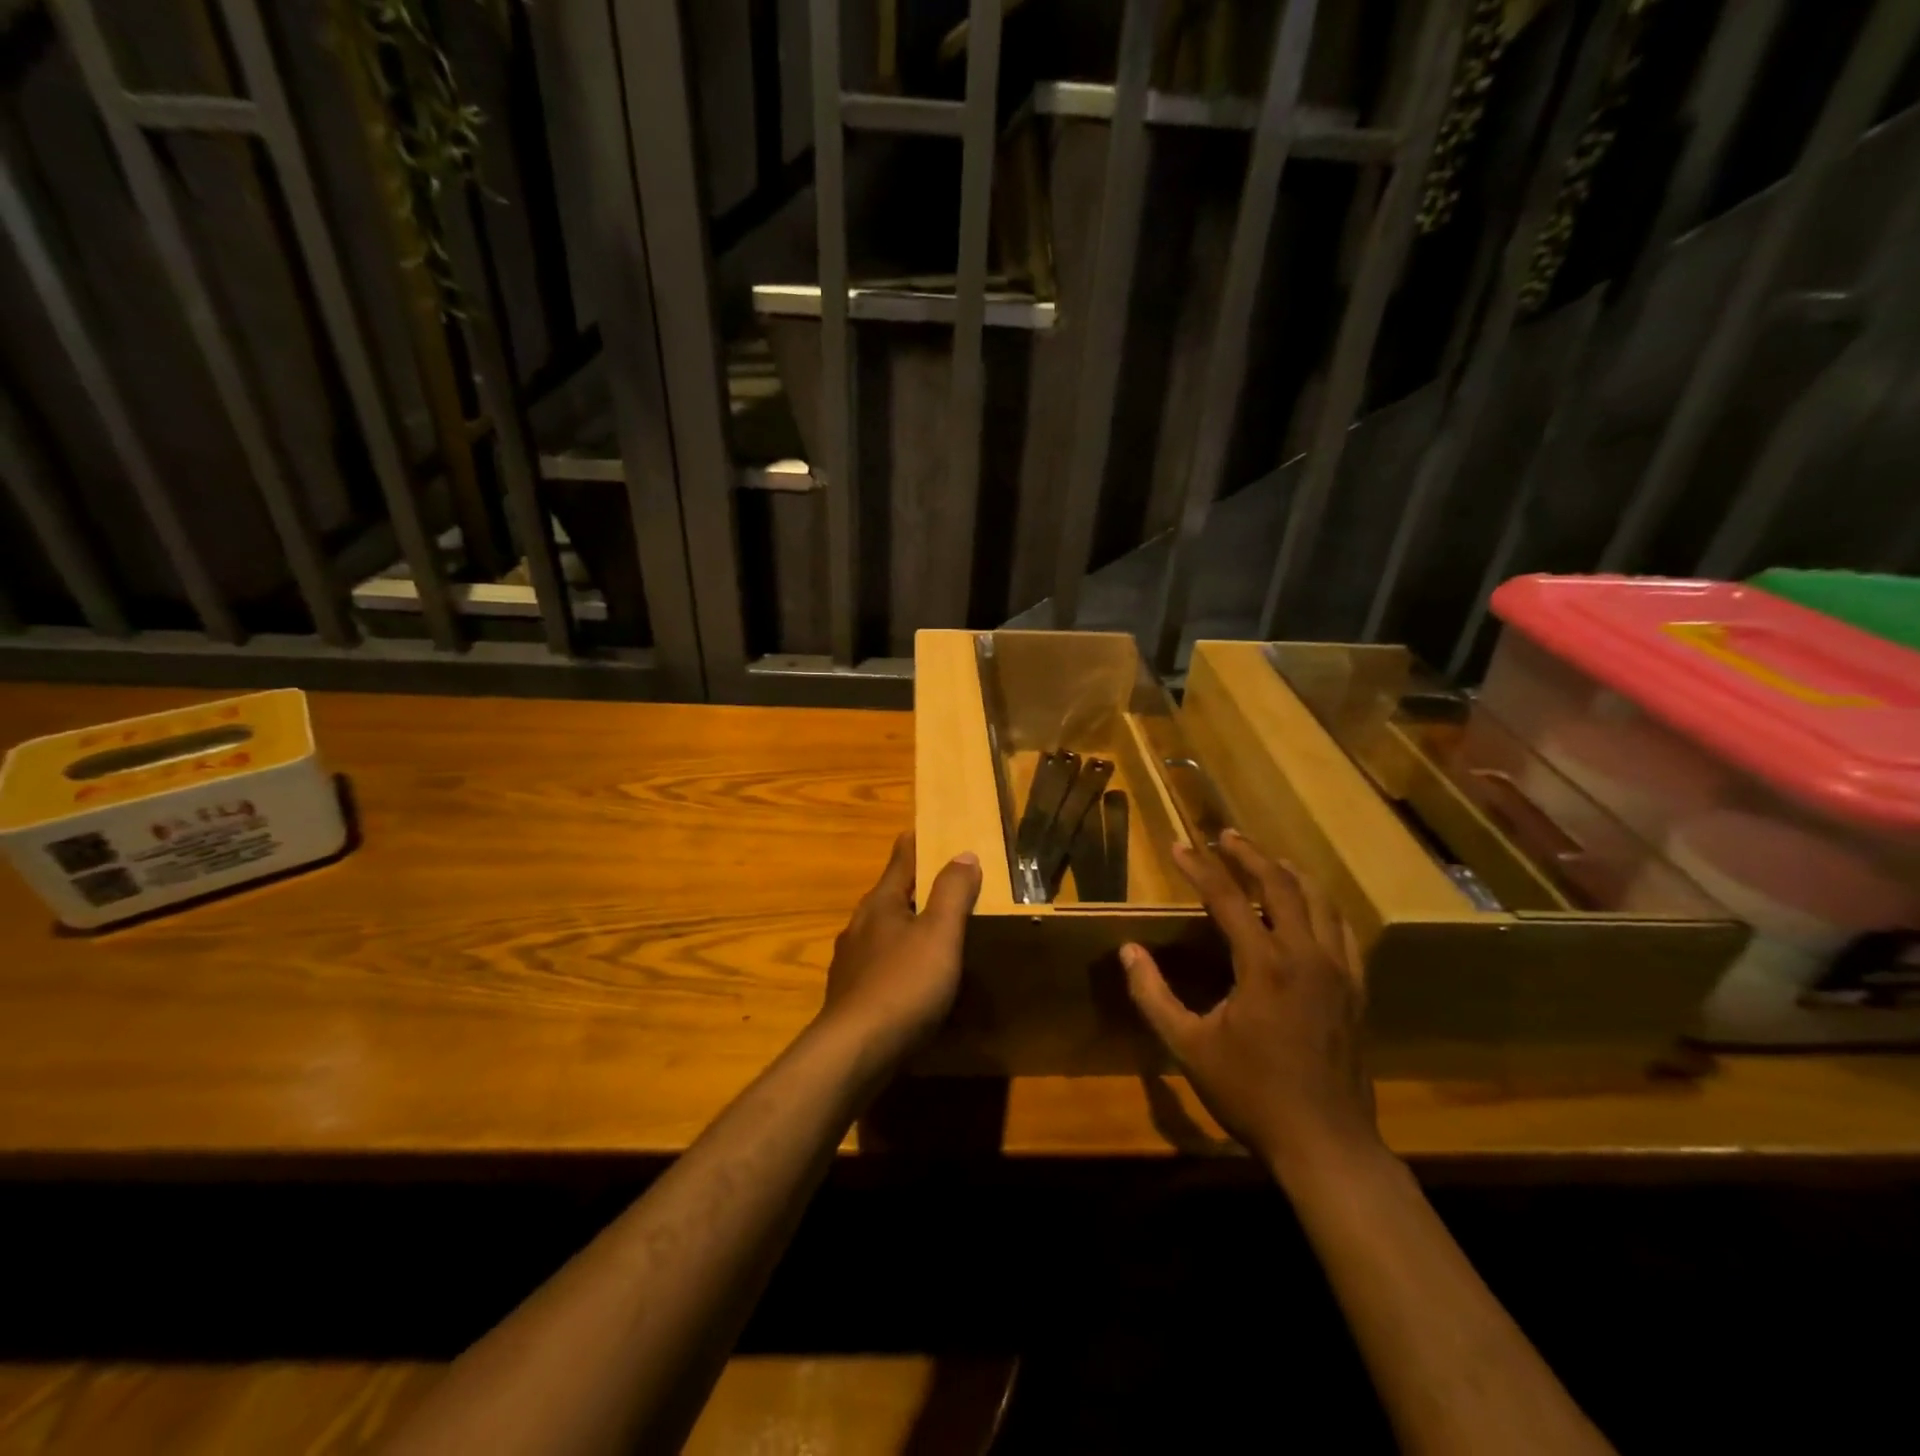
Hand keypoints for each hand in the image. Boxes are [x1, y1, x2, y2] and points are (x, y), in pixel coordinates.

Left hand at [817, 832, 981, 1064]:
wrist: (855, 1052)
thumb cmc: (903, 984)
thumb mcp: (939, 934)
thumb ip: (952, 893)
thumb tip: (964, 853)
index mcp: (880, 904)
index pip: (900, 860)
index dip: (915, 843)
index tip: (925, 828)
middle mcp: (860, 925)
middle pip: (890, 895)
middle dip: (913, 886)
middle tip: (943, 881)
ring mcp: (851, 961)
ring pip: (883, 930)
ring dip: (906, 924)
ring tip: (931, 929)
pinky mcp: (851, 994)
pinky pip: (880, 963)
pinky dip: (899, 959)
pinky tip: (911, 977)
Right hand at [1122, 829, 1382, 1181]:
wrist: (1326, 1144)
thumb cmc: (1251, 1093)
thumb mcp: (1188, 1047)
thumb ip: (1153, 995)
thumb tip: (1128, 952)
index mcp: (1264, 965)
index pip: (1226, 898)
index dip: (1199, 867)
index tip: (1177, 846)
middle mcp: (1306, 955)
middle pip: (1280, 885)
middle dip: (1250, 854)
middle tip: (1226, 835)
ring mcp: (1338, 971)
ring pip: (1320, 901)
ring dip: (1290, 873)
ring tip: (1268, 859)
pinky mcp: (1357, 990)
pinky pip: (1344, 932)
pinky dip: (1323, 907)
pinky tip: (1312, 908)